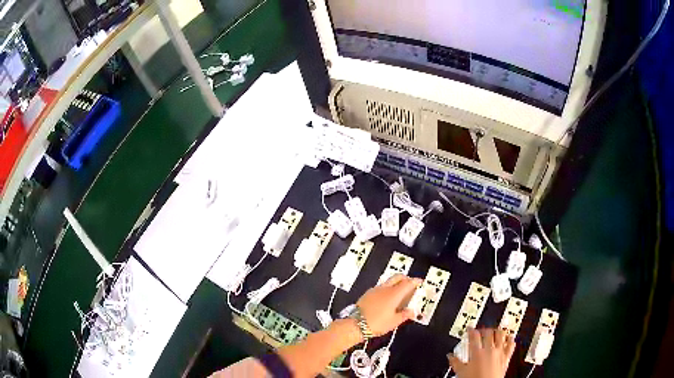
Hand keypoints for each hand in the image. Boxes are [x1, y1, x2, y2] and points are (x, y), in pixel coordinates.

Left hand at [356, 274, 420, 335]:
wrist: (355, 324)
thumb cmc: (377, 323)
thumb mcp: (394, 321)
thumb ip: (405, 315)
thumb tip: (412, 311)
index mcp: (394, 294)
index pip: (408, 283)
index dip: (415, 281)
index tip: (420, 282)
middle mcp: (385, 288)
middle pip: (398, 277)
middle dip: (406, 278)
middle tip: (411, 285)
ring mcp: (375, 290)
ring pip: (389, 281)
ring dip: (396, 283)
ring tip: (400, 293)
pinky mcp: (368, 293)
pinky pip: (381, 287)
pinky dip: (387, 288)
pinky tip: (387, 298)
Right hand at [448, 328, 514, 377]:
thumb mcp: (461, 372)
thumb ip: (455, 362)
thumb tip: (450, 356)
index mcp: (477, 352)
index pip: (474, 336)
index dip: (471, 330)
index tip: (470, 329)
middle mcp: (489, 350)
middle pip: (488, 332)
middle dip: (484, 329)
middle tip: (481, 330)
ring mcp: (499, 352)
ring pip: (501, 335)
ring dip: (497, 331)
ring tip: (494, 330)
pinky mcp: (506, 357)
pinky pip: (511, 345)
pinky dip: (510, 339)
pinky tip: (509, 337)